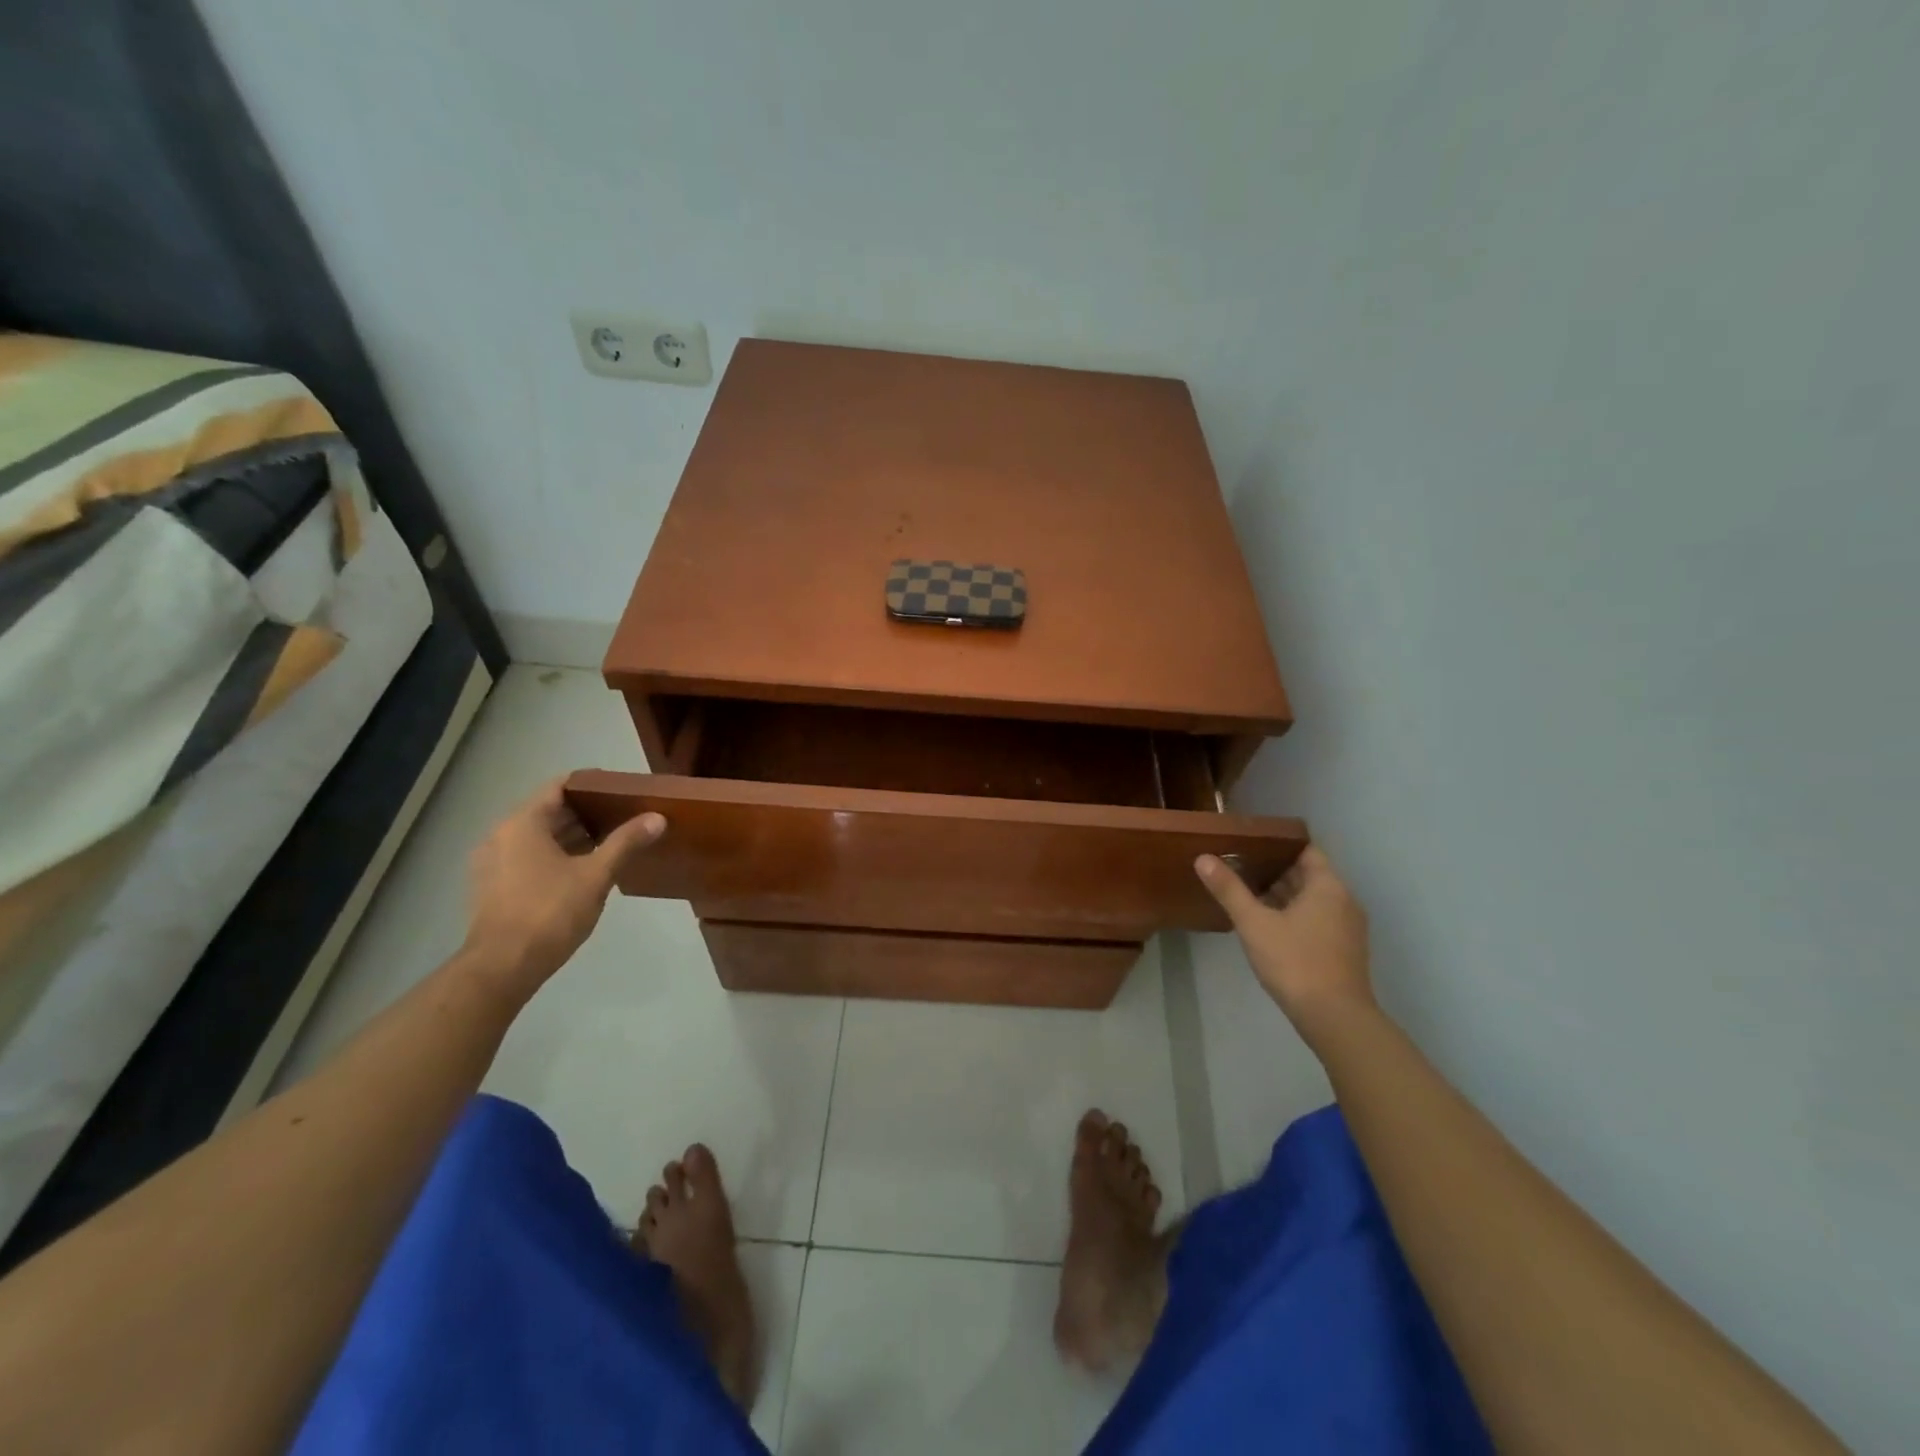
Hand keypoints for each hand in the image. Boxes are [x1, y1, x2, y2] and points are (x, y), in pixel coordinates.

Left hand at [461, 780, 665, 993]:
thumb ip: (626, 842)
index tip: (622, 789)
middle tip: (624, 815)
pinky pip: (529, 857)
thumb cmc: (549, 912)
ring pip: (539, 837)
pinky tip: (584, 870)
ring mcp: (493, 863)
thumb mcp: (596, 875)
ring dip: (573, 836)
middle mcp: (501, 835)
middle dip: (587, 812)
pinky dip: (556, 856)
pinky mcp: (493, 887)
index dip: (592, 783)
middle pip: (549, 811)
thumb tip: (657, 817)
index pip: (560, 786)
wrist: (502, 967)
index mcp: (522, 823)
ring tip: (611, 842)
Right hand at [1195, 845, 1373, 1040]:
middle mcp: (1344, 901)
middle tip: (1239, 868)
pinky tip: (1268, 926)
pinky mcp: (1344, 950)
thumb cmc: (1295, 962)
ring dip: (1284, 896)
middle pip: (1309, 875)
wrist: (1335, 1018)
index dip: (1279, 845)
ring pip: (1313, 900)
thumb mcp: (1254, 923)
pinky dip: (1295, 916)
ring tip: (1247, 895)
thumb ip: (1229, 890)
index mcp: (1328, 887)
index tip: (1250, 845)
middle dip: (1276, 871)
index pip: (1306, 851)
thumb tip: (1203, 858)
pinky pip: (1318, 920)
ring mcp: (1348, 928)